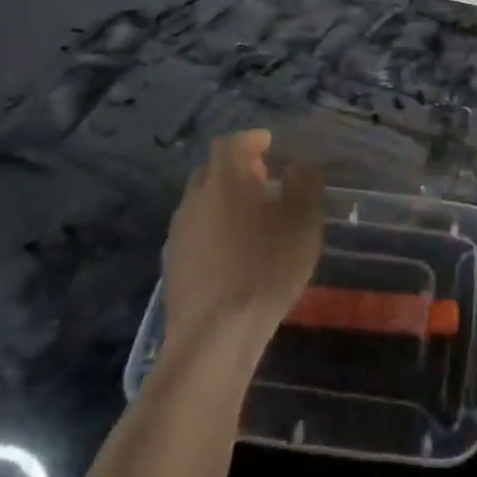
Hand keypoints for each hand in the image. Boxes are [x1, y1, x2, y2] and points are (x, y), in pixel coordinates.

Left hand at [163, 130, 322, 351]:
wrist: (214, 337)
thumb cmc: (265, 268)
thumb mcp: (302, 222)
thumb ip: (304, 185)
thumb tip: (301, 164)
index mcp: (224, 179)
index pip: (232, 143)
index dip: (251, 140)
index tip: (270, 145)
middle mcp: (195, 198)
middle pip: (213, 170)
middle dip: (237, 169)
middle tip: (264, 180)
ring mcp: (178, 233)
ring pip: (202, 202)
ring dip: (224, 201)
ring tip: (252, 218)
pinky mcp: (172, 265)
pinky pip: (195, 232)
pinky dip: (214, 230)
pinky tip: (232, 252)